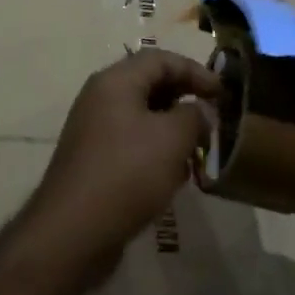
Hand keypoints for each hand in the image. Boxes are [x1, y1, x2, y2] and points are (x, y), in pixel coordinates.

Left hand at [25, 49, 217, 281]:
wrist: (71, 234)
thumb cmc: (126, 174)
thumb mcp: (171, 140)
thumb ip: (194, 117)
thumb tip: (202, 111)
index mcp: (116, 81)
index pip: (161, 59)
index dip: (195, 71)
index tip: (223, 93)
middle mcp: (101, 96)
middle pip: (150, 85)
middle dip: (184, 101)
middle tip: (212, 121)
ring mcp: (94, 129)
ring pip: (142, 117)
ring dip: (172, 130)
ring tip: (197, 153)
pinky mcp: (94, 160)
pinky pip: (132, 143)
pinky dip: (155, 151)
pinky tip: (172, 178)